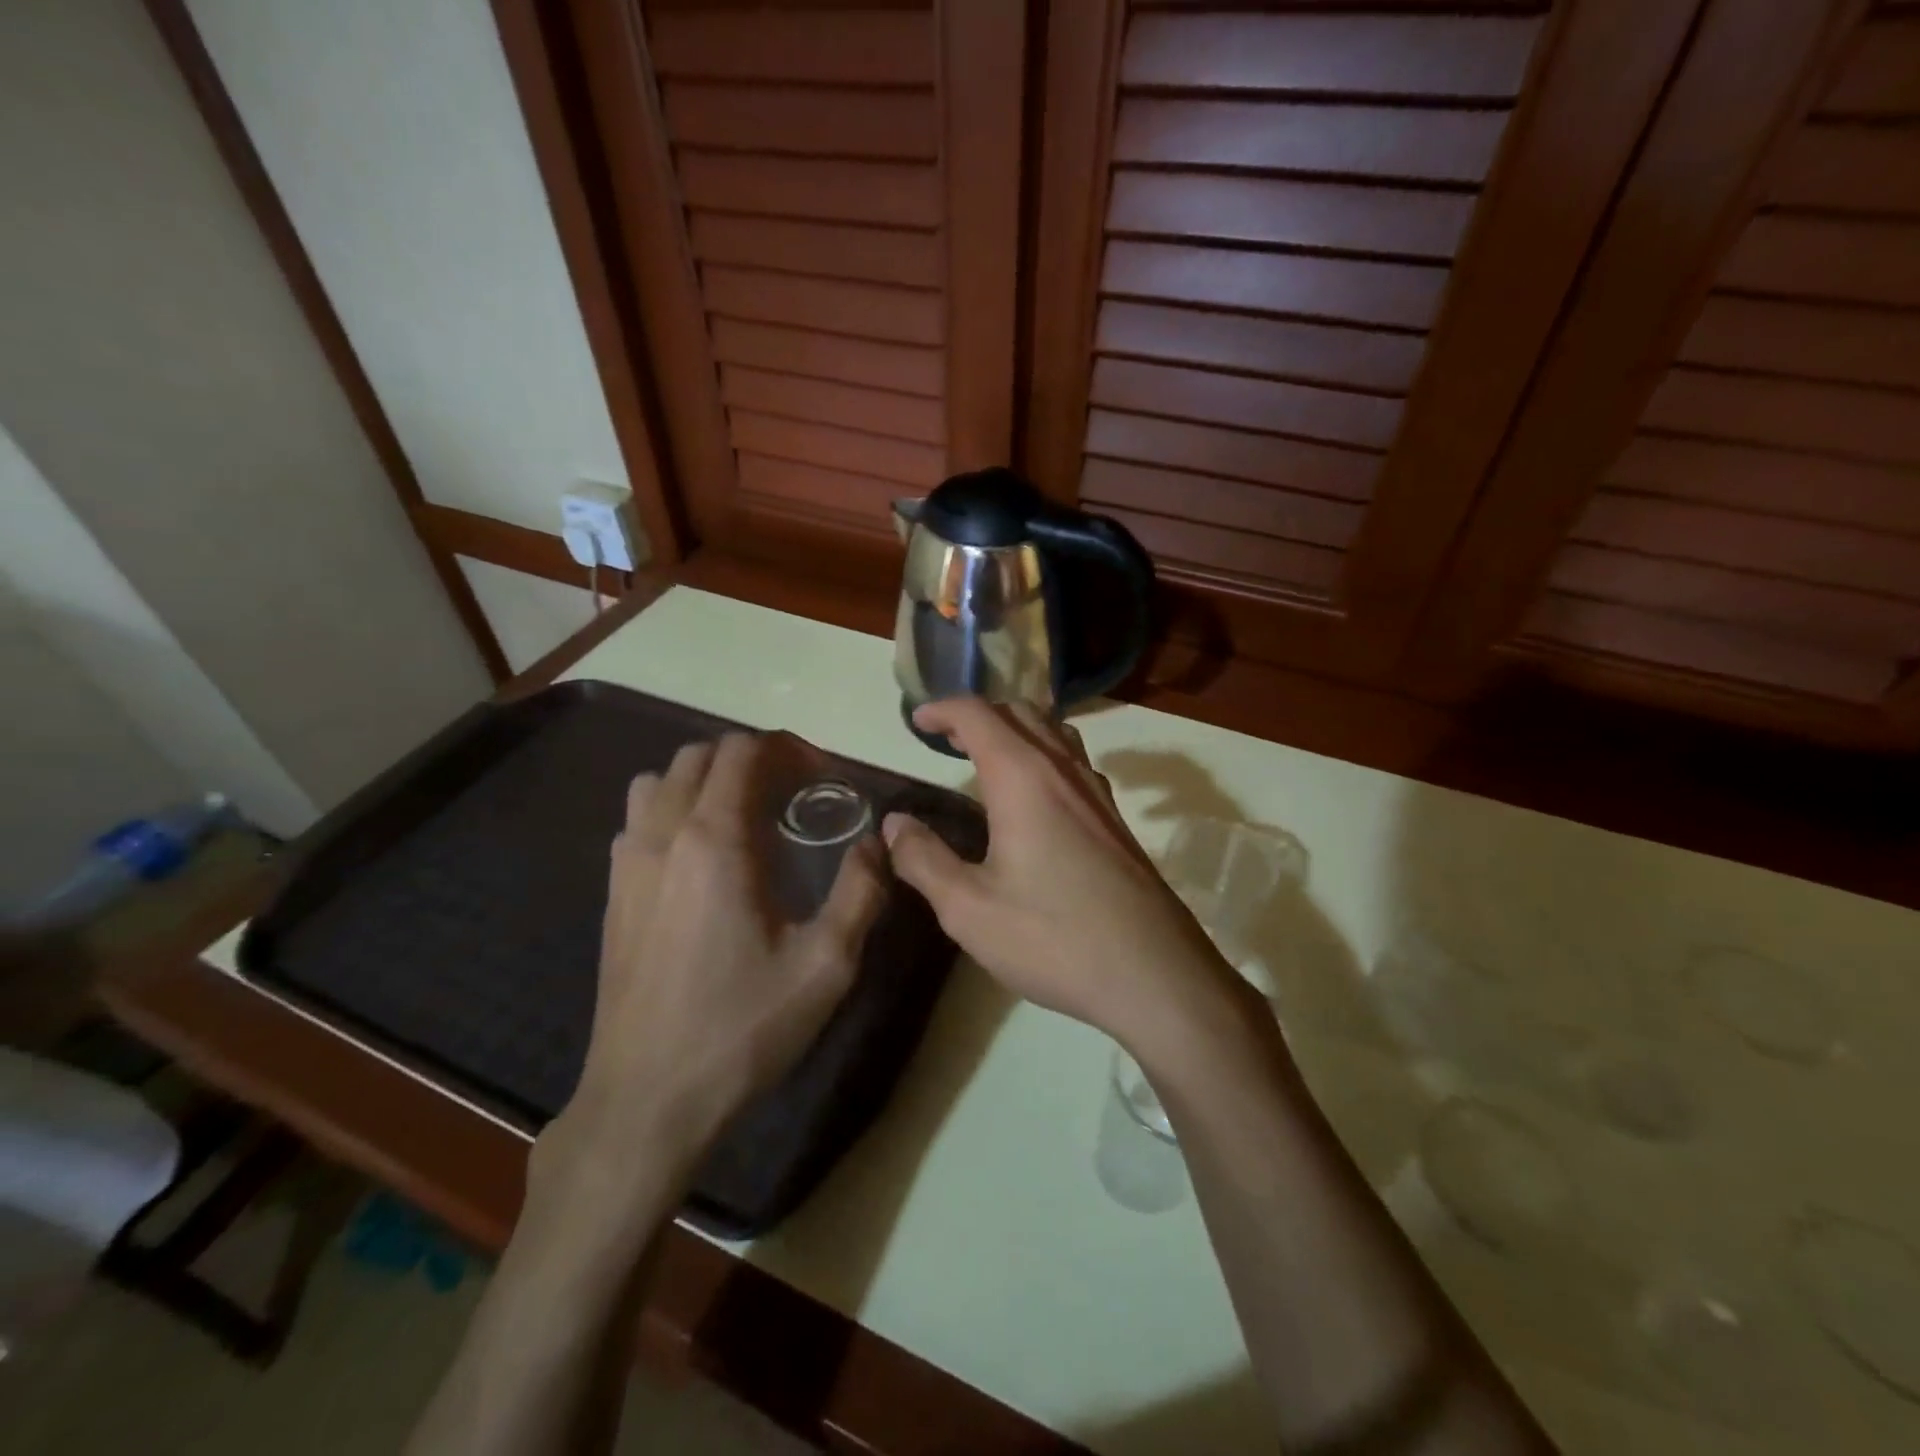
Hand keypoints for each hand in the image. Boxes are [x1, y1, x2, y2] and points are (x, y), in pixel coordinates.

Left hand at [539, 732, 887, 1202]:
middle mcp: (664, 835)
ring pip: (661, 781)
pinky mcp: (614, 893)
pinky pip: (639, 819)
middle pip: (700, 756)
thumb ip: (861, 892)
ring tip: (746, 814)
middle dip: (752, 758)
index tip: (823, 776)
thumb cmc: (742, 1028)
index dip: (788, 748)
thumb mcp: (826, 965)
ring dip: (707, 779)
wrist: (647, 1100)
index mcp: (714, 841)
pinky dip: (675, 809)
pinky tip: (703, 856)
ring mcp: (628, 863)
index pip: (742, 751)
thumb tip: (877, 844)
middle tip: (795, 791)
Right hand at [882, 699, 1235, 1050]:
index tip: (916, 722)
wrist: (1155, 975)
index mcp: (1023, 778)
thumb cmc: (1054, 938)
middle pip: (1020, 712)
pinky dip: (1044, 754)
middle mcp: (1063, 770)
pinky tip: (1035, 796)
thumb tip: (894, 824)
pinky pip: (1074, 761)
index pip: (978, 715)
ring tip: (988, 756)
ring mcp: (1097, 793)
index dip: (942, 709)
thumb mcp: (968, 909)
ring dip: (1016, 728)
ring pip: (1054, 732)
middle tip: (945, 738)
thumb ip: (924, 860)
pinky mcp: (1115, 820)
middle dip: (978, 714)